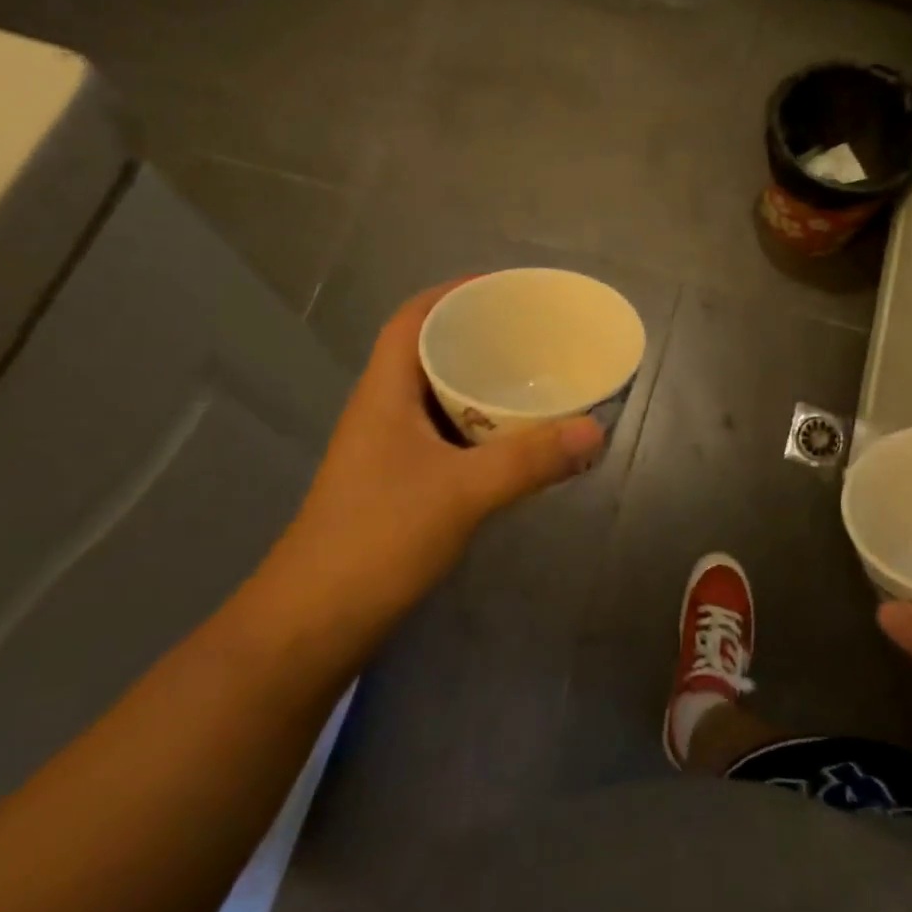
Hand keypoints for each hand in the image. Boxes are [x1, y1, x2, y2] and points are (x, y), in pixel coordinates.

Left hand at [261, 281, 604, 634]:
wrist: (315, 622)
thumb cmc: (378, 539)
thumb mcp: (462, 493)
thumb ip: (529, 459)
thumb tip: (596, 429)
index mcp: (385, 392)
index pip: (413, 318)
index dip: (455, 293)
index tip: (506, 289)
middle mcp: (383, 410)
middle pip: (429, 352)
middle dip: (479, 335)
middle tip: (534, 333)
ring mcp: (389, 449)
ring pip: (439, 396)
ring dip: (481, 383)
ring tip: (533, 377)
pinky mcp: (400, 483)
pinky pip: (446, 435)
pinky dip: (480, 426)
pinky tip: (514, 439)